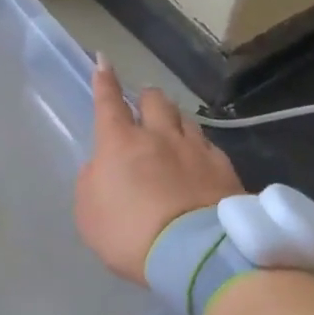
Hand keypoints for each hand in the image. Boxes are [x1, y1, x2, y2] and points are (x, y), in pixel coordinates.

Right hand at [77, 56, 243, 283]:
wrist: (194, 253)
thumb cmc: (130, 235)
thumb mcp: (90, 214)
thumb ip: (93, 182)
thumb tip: (102, 165)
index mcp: (120, 143)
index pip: (108, 103)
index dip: (104, 81)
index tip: (103, 61)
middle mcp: (159, 136)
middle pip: (154, 100)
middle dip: (146, 97)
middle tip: (144, 103)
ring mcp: (195, 149)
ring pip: (184, 117)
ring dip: (174, 117)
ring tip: (173, 125)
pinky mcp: (223, 167)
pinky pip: (208, 145)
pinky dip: (200, 145)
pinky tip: (201, 156)